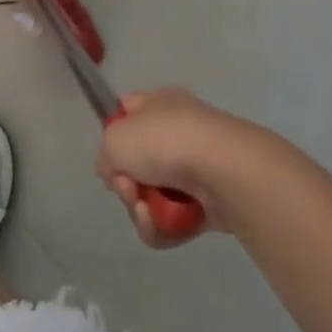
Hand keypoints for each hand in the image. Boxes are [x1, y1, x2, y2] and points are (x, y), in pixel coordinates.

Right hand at [95, 88, 277, 248]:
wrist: (225, 171)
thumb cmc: (165, 142)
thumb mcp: (114, 139)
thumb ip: (106, 156)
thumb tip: (119, 175)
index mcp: (158, 104)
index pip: (127, 114)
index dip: (114, 135)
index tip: (112, 156)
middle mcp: (177, 133)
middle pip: (137, 164)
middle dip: (127, 183)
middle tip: (129, 188)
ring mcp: (195, 169)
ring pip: (153, 196)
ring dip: (141, 210)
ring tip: (146, 210)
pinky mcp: (210, 204)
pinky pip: (174, 221)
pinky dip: (163, 227)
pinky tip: (162, 224)